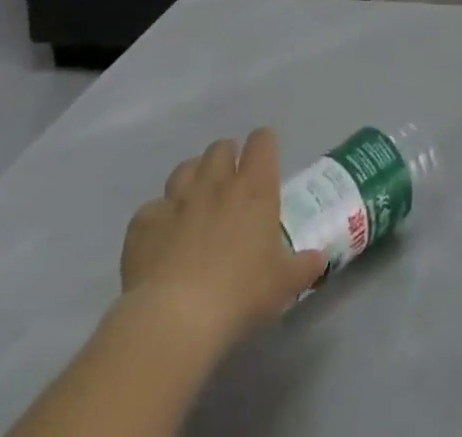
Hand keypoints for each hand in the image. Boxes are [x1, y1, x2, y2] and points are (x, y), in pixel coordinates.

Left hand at [117, 129, 326, 361]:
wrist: (174, 320)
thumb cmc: (240, 294)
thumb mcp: (283, 284)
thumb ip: (303, 266)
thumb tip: (318, 260)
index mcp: (255, 187)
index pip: (262, 141)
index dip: (263, 147)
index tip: (264, 164)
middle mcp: (217, 183)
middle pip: (221, 147)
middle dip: (226, 159)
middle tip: (230, 186)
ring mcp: (177, 200)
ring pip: (185, 168)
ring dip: (192, 179)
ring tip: (195, 203)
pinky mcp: (143, 224)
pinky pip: (150, 209)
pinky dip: (156, 219)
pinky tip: (159, 240)